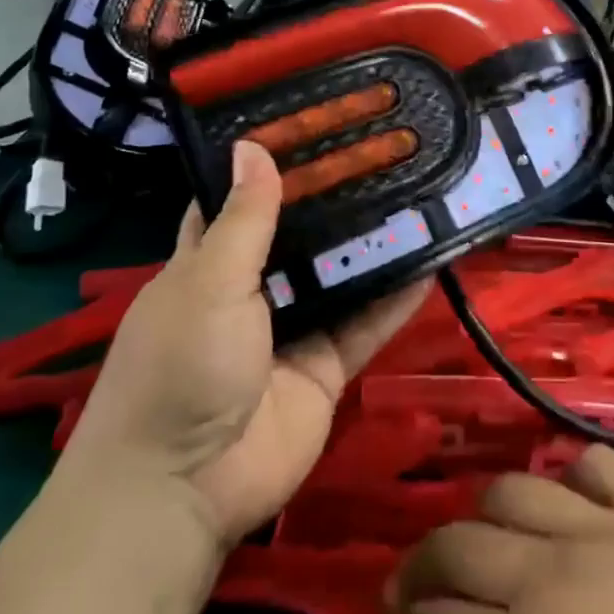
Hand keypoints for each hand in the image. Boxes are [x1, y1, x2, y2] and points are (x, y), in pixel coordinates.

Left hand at [69, 140, 427, 545]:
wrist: (186, 486)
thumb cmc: (182, 365)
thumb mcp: (209, 282)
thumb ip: (244, 220)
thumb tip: (252, 145)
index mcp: (208, 264)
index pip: (238, 202)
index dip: (268, 167)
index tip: (311, 127)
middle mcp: (251, 291)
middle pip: (300, 238)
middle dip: (336, 203)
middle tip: (384, 156)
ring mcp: (292, 330)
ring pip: (340, 279)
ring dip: (374, 247)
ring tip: (418, 196)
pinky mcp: (326, 367)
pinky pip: (366, 326)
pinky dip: (396, 299)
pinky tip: (431, 262)